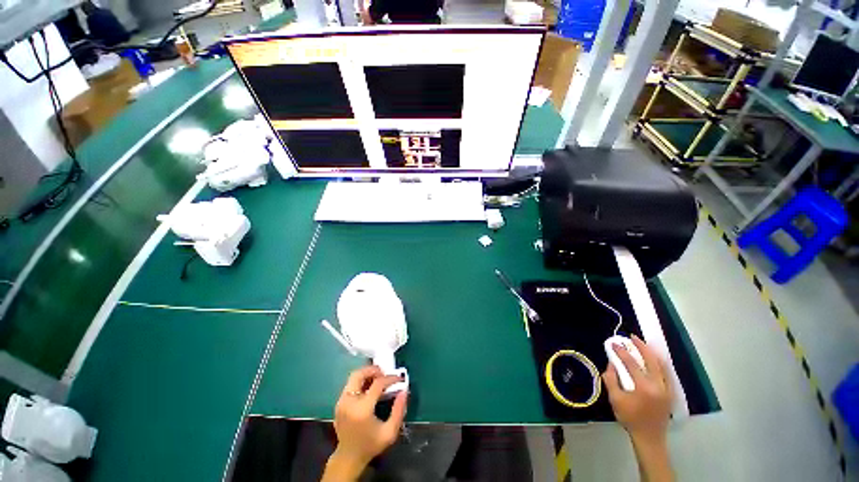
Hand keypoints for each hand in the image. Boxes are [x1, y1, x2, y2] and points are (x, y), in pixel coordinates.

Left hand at [323, 366, 407, 480]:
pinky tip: (369, 388)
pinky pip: (350, 384)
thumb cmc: (371, 445)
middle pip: (359, 374)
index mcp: (362, 409)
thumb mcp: (390, 432)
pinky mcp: (339, 403)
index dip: (390, 378)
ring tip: (378, 380)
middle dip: (374, 370)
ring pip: (354, 377)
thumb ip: (399, 411)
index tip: (399, 379)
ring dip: (367, 374)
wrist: (348, 458)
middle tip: (385, 374)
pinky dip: (361, 381)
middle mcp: (349, 402)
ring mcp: (341, 401)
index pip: (377, 384)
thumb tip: (404, 391)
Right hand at [602, 335, 671, 444]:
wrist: (649, 437)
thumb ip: (611, 379)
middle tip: (632, 337)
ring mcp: (667, 389)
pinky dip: (658, 363)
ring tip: (642, 344)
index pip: (632, 364)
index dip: (621, 352)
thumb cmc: (630, 418)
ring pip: (661, 365)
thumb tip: (611, 363)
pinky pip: (665, 372)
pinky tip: (652, 359)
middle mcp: (659, 385)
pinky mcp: (670, 392)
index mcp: (644, 387)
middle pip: (651, 360)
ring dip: (651, 353)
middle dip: (641, 347)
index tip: (614, 343)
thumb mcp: (615, 399)